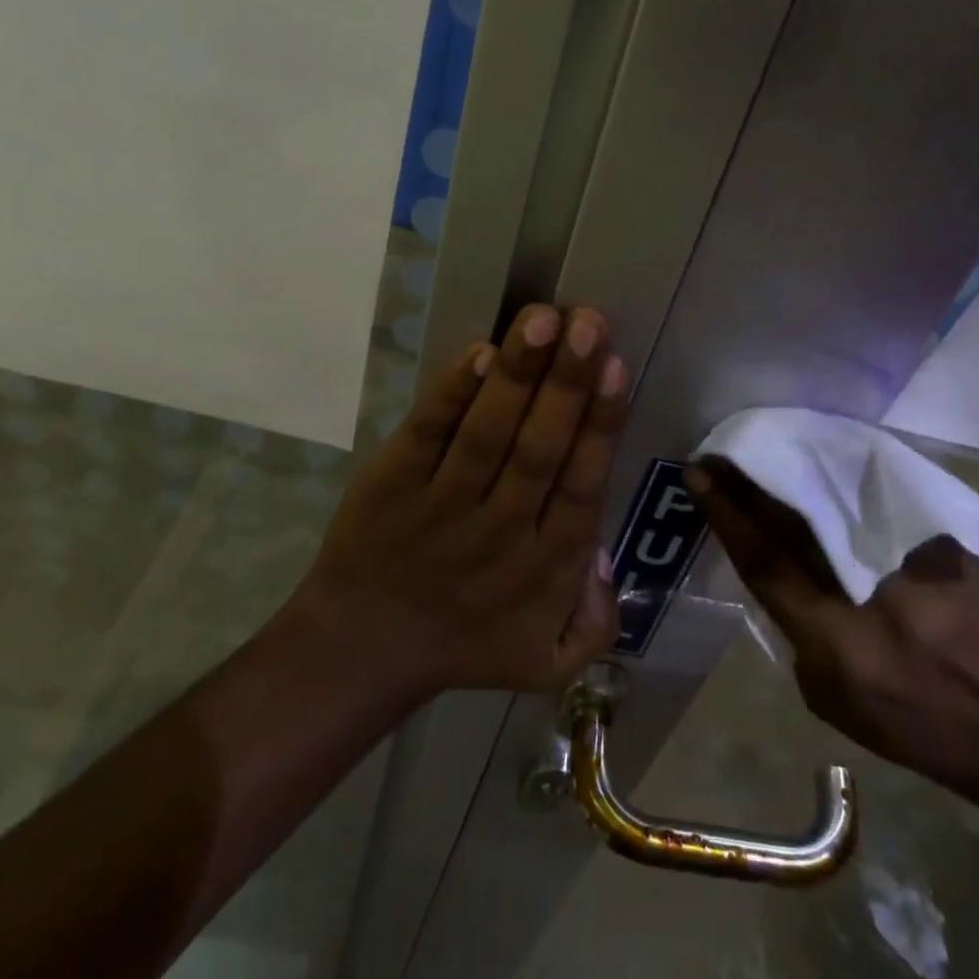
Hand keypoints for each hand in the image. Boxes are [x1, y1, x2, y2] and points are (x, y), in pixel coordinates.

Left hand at [292, 304, 629, 699]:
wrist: (361, 651)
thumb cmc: (465, 641)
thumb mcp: (546, 660)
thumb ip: (596, 621)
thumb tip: (604, 555)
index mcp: (545, 566)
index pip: (581, 485)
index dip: (600, 424)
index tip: (617, 365)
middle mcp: (500, 531)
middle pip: (540, 449)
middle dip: (567, 382)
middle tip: (589, 321)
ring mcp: (442, 504)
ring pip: (487, 433)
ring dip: (518, 373)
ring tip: (543, 318)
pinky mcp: (392, 483)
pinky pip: (428, 433)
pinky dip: (453, 394)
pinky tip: (481, 353)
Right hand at [688, 459, 978, 796]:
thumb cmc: (929, 733)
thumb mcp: (842, 706)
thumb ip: (803, 638)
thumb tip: (788, 579)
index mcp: (838, 642)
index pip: (765, 560)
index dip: (726, 512)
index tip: (698, 474)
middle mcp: (872, 590)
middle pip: (795, 516)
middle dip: (751, 476)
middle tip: (722, 447)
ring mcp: (915, 557)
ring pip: (840, 496)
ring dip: (797, 468)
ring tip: (768, 443)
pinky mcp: (949, 537)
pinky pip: (882, 498)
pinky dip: (850, 479)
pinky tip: (832, 460)